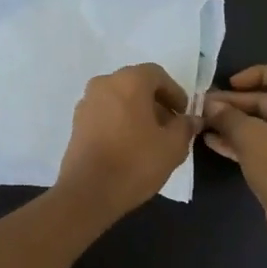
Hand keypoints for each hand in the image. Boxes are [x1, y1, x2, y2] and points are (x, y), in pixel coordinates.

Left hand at [55, 64, 200, 220]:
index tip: (183, 113)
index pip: (157, 75)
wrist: (88, 192)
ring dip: (137, 112)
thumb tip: (190, 120)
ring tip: (151, 138)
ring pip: (119, 99)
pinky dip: (120, 121)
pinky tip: (129, 145)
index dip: (174, 92)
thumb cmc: (135, 163)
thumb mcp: (172, 146)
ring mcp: (86, 103)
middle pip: (136, 85)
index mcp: (129, 81)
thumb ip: (185, 127)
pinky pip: (105, 113)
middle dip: (156, 102)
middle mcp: (104, 84)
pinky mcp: (76, 123)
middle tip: (170, 126)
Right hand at [202, 65, 266, 258]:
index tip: (231, 83)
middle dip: (236, 103)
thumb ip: (228, 117)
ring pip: (261, 126)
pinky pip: (261, 146)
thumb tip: (210, 105)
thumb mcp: (250, 136)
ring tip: (203, 123)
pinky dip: (239, 142)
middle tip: (206, 106)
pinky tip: (212, 143)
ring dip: (233, 123)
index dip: (257, 74)